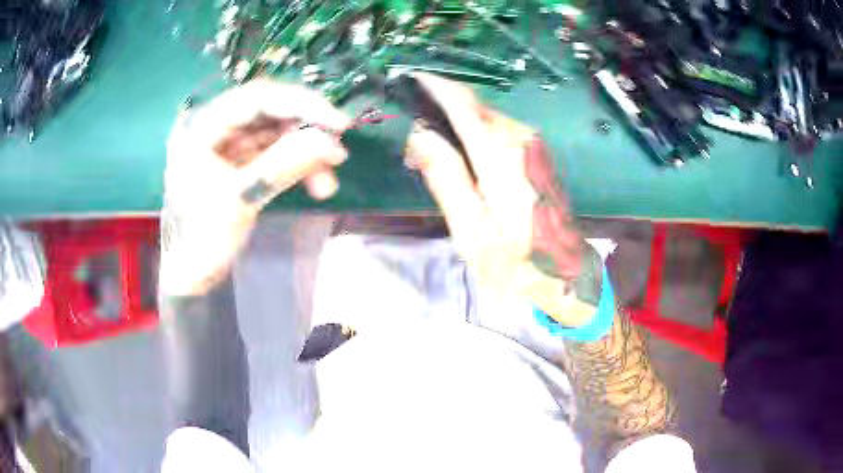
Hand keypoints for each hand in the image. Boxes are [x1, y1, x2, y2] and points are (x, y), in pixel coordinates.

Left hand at [160, 80, 349, 296]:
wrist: (190, 275)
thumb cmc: (202, 239)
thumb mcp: (241, 199)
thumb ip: (284, 165)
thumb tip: (333, 143)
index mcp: (201, 126)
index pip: (257, 98)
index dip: (302, 104)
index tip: (339, 124)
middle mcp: (214, 126)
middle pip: (269, 112)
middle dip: (306, 132)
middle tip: (337, 151)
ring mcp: (227, 143)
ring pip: (276, 134)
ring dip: (305, 153)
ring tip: (327, 181)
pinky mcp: (239, 161)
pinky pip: (273, 153)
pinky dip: (296, 165)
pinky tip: (316, 183)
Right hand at [405, 74, 600, 326]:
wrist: (566, 274)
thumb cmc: (516, 261)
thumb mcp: (471, 230)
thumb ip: (446, 177)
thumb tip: (419, 133)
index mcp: (501, 155)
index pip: (462, 101)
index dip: (432, 86)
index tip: (404, 83)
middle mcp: (520, 138)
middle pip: (471, 104)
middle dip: (438, 111)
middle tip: (412, 147)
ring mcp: (532, 143)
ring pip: (483, 115)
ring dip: (453, 125)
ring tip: (431, 157)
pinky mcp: (535, 151)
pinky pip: (496, 129)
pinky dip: (472, 135)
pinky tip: (461, 161)